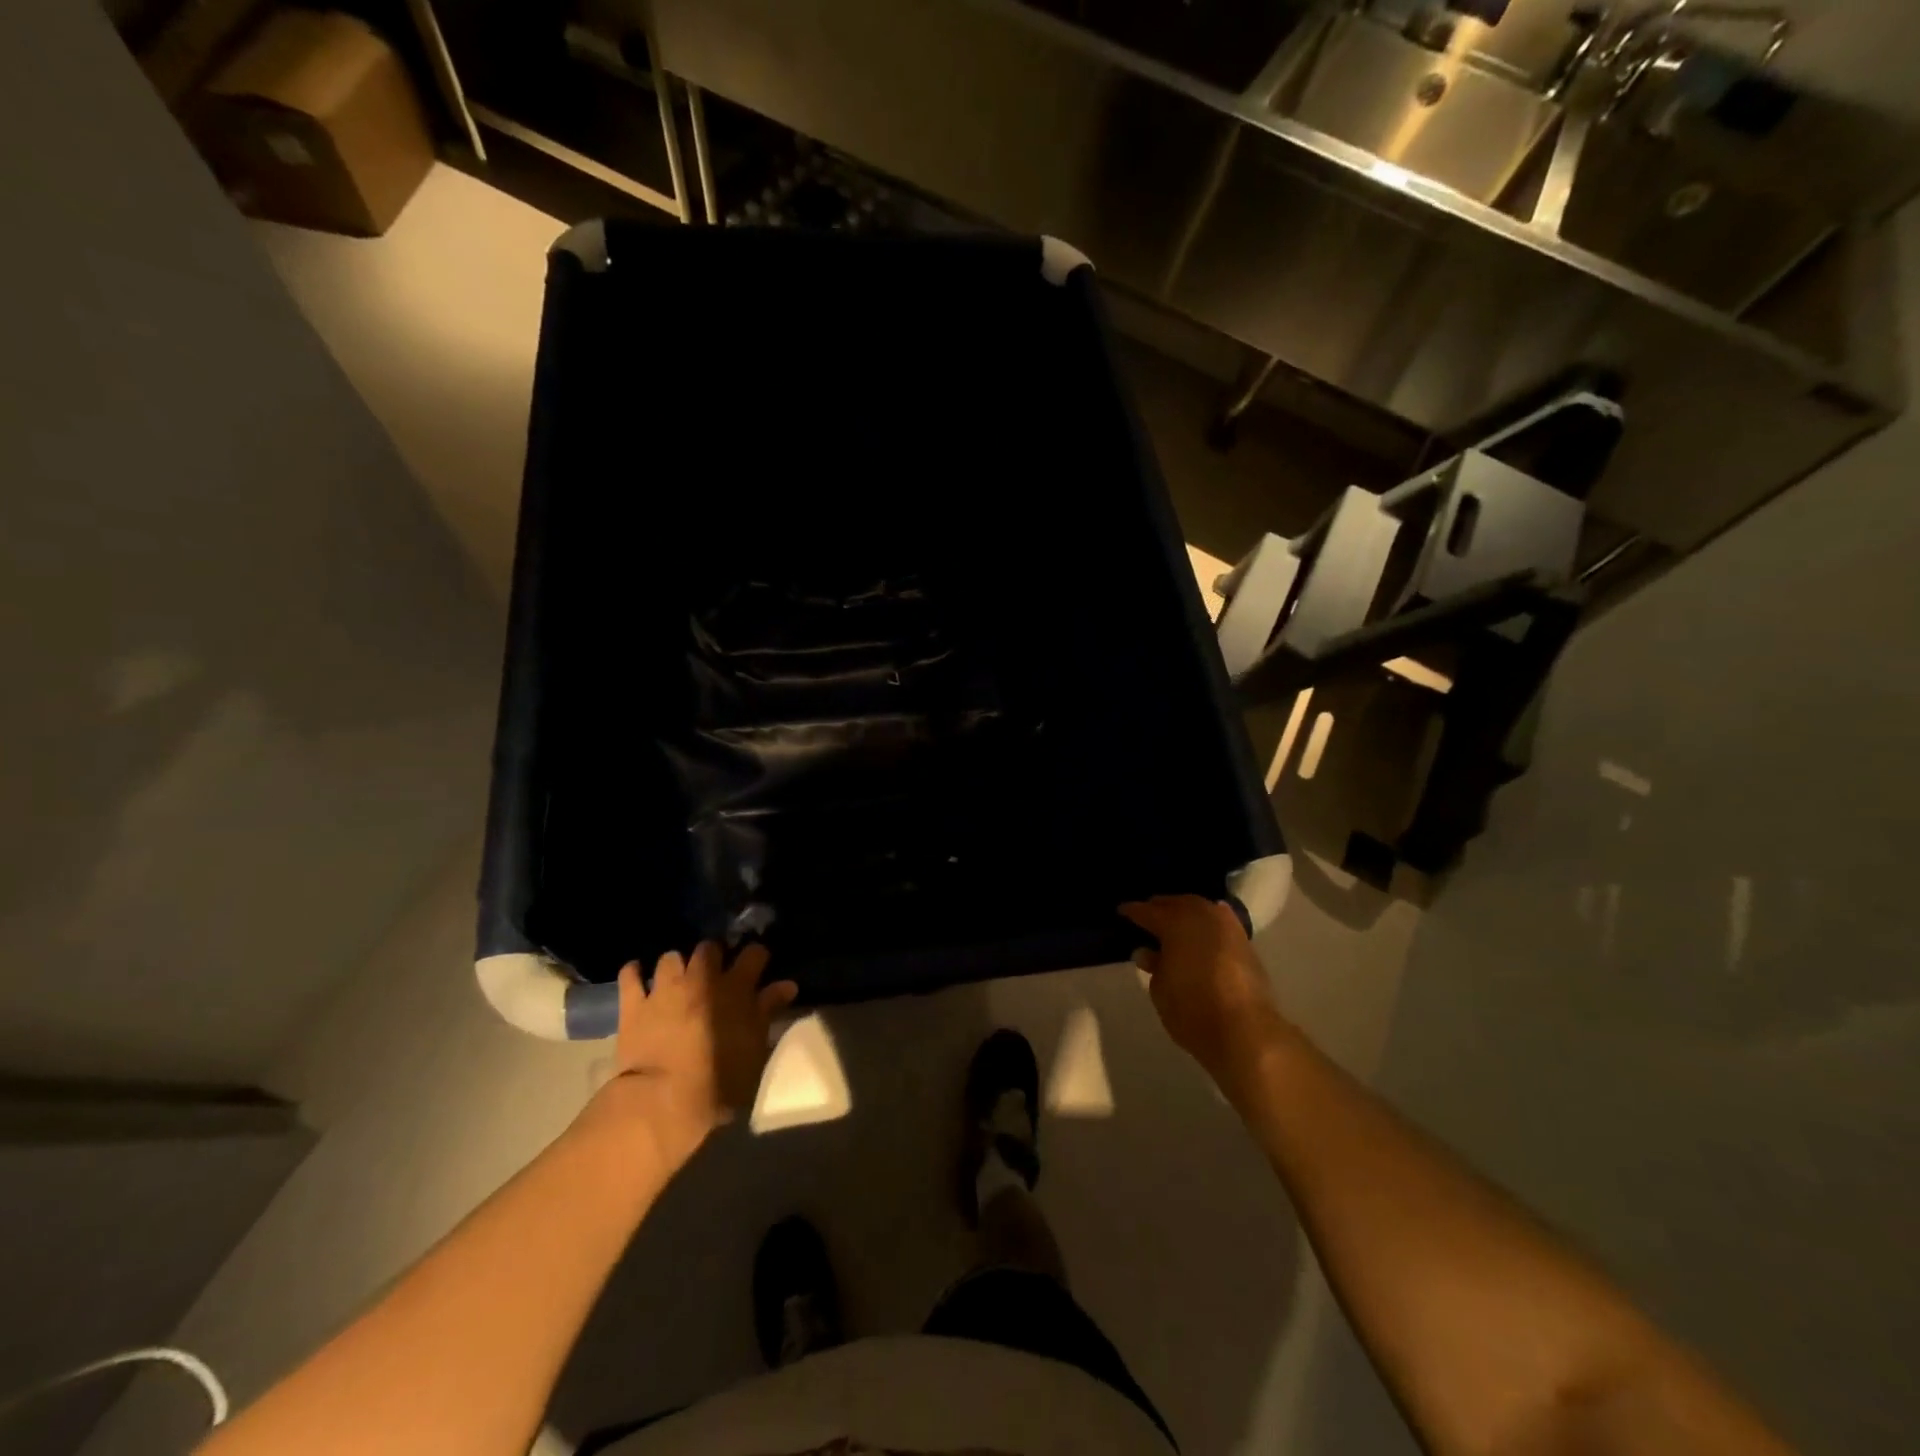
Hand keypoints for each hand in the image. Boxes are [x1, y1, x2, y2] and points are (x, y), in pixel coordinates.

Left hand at [587, 943, 798, 1169]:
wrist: (662, 1102)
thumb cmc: (719, 1082)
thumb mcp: (755, 1049)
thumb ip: (768, 1011)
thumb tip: (786, 985)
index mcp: (735, 988)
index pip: (754, 954)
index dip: (757, 956)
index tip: (758, 965)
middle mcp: (701, 978)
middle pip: (709, 948)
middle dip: (713, 956)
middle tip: (714, 973)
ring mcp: (665, 988)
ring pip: (671, 957)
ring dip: (676, 965)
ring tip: (677, 979)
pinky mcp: (634, 1004)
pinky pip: (630, 975)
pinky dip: (635, 972)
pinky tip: (638, 976)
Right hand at [1120, 895, 1293, 1092]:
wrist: (1246, 1032)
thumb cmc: (1193, 1010)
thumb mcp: (1160, 990)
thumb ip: (1154, 966)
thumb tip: (1147, 952)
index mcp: (1175, 923)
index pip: (1147, 911)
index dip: (1132, 912)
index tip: (1121, 911)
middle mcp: (1202, 916)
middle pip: (1176, 903)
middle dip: (1161, 907)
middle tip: (1148, 914)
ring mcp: (1227, 927)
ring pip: (1201, 908)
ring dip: (1186, 912)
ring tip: (1174, 922)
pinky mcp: (1245, 943)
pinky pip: (1220, 921)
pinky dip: (1208, 922)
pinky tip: (1202, 930)